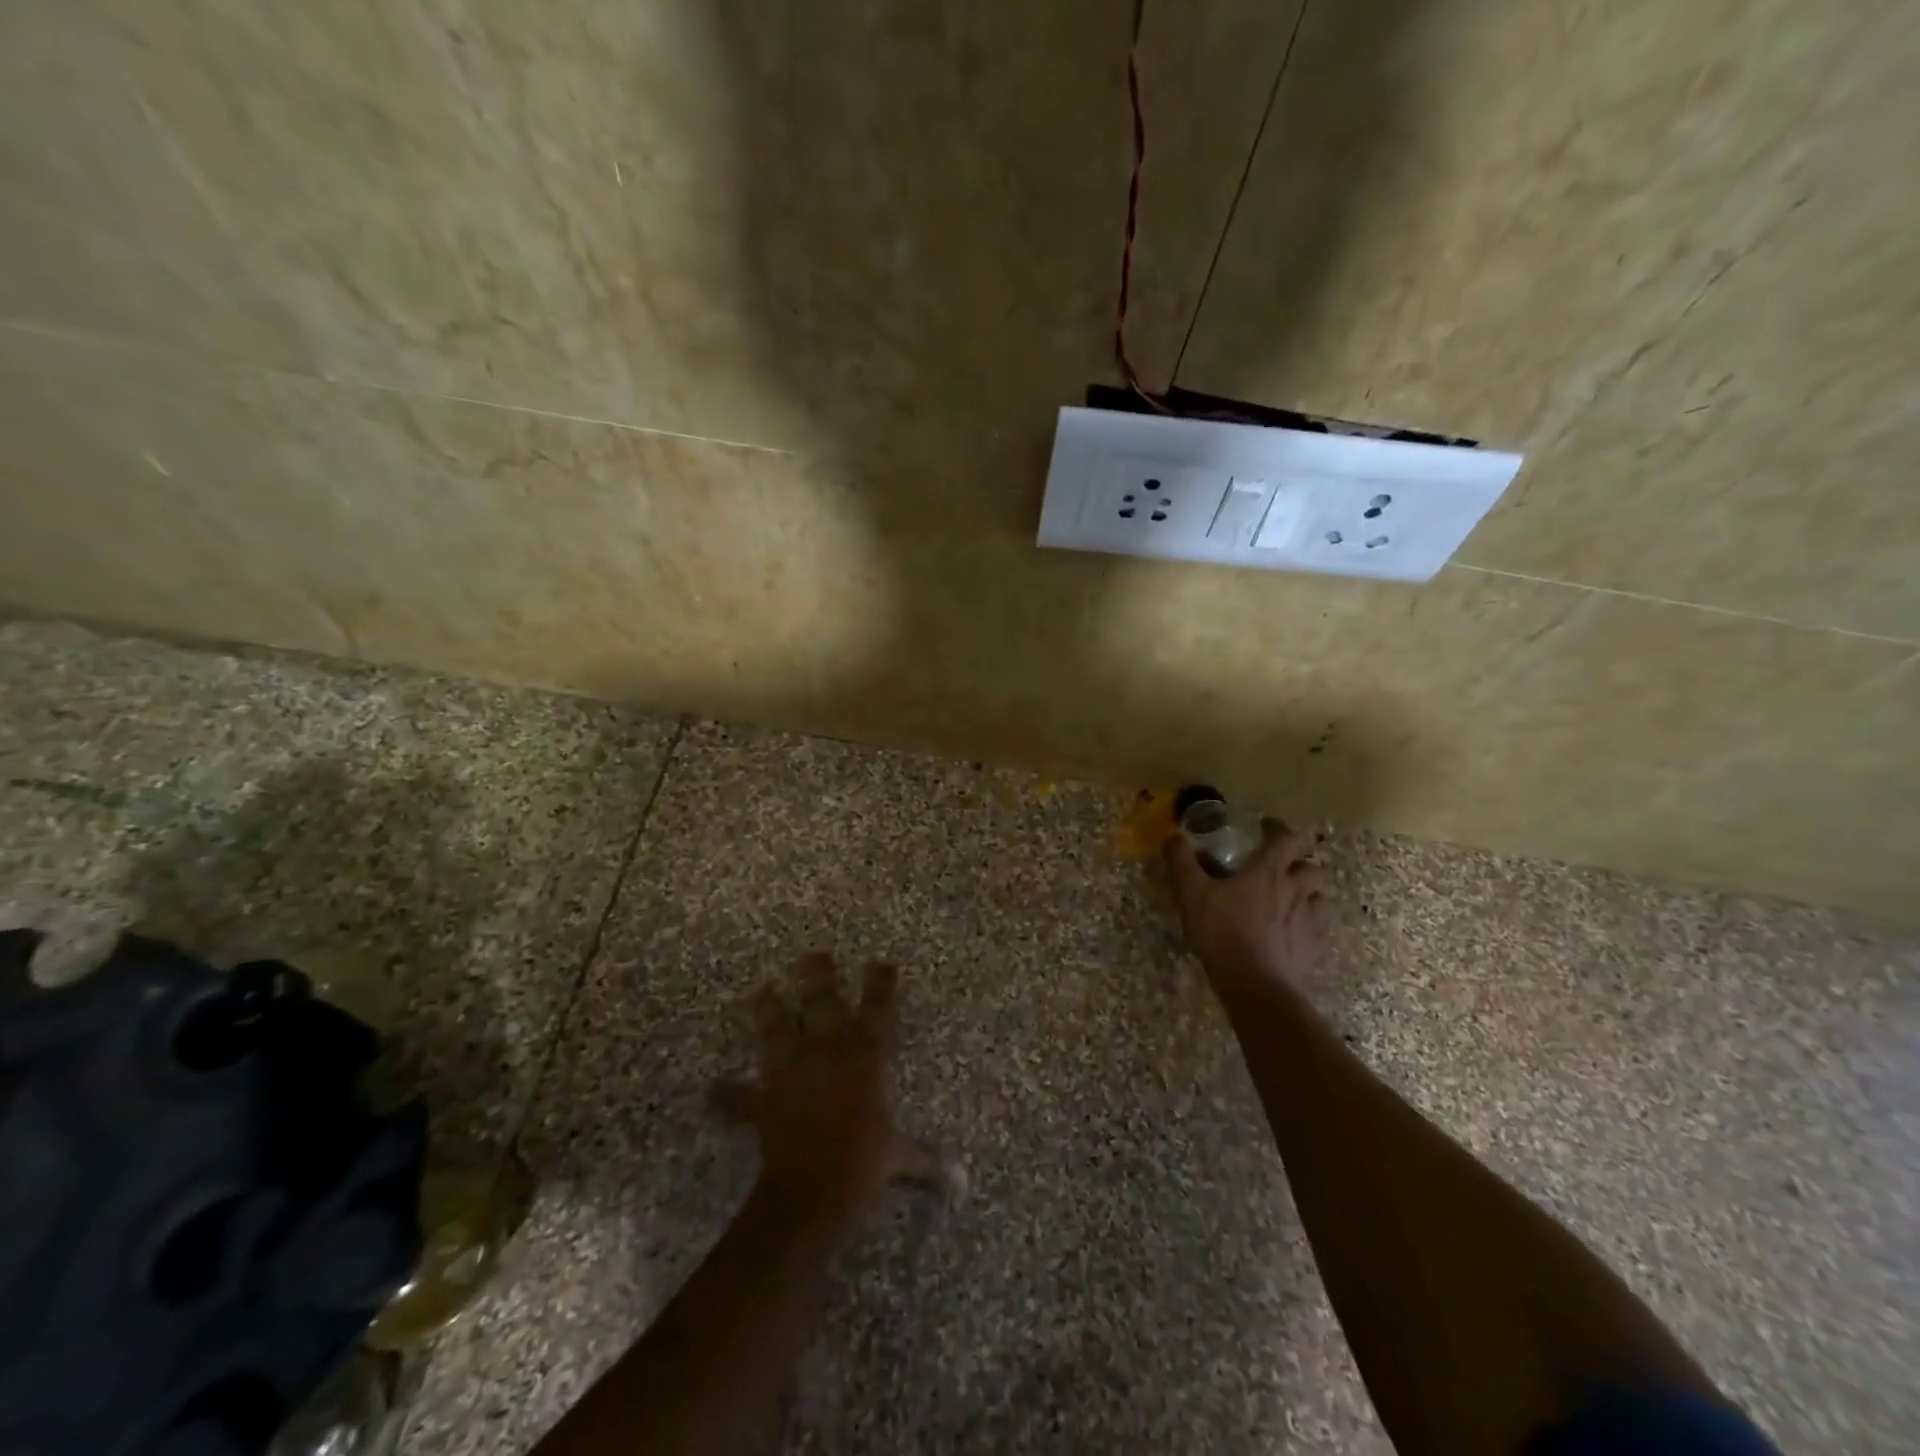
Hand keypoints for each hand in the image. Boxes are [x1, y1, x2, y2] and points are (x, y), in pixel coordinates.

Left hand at [714, 953, 938, 1220]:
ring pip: (777, 1030)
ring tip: (760, 991)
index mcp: (865, 1058)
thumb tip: (959, 1179)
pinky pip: (741, 1098)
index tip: (880, 964)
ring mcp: (792, 1072)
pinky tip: (713, 1090)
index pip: (878, 1010)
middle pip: (822, 1002)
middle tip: (813, 955)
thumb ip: (926, 1161)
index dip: (880, 984)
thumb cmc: (864, 1164)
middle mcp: (828, 1053)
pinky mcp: (765, 1100)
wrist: (812, 1192)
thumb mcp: (899, 1158)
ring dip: (768, 1010)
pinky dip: (727, 1095)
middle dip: (818, 976)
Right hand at [1166, 819, 1329, 996]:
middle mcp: (1295, 889)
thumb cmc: (1222, 932)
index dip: (1278, 829)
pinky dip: (1309, 923)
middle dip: (1299, 862)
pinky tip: (1293, 931)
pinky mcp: (1313, 946)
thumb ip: (1181, 861)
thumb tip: (1173, 837)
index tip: (1265, 828)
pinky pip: (1319, 927)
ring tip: (1291, 898)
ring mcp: (1309, 919)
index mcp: (1268, 871)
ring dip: (1309, 892)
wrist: (1254, 984)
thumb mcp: (1190, 893)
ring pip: (1320, 896)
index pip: (1286, 837)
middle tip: (1280, 868)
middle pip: (1312, 866)